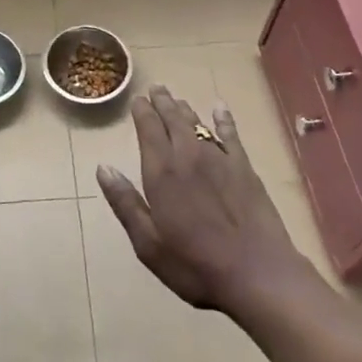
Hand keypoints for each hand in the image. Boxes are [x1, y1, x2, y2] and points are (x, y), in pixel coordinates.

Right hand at [96, 86, 311, 318]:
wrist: (257, 273)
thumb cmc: (195, 265)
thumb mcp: (148, 243)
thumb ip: (125, 203)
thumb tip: (103, 168)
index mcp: (162, 172)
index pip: (148, 129)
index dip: (142, 112)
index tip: (137, 100)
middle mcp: (188, 156)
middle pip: (173, 119)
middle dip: (162, 102)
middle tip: (155, 89)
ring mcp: (220, 159)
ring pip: (198, 123)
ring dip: (185, 109)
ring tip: (176, 99)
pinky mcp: (245, 168)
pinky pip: (231, 135)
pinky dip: (223, 119)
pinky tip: (219, 108)